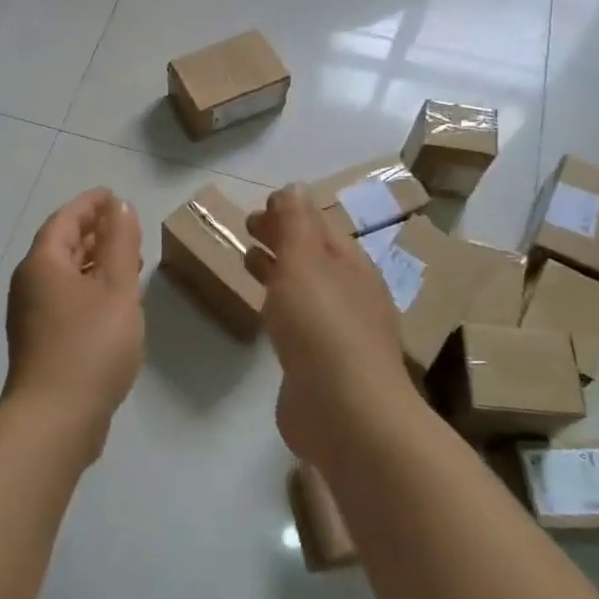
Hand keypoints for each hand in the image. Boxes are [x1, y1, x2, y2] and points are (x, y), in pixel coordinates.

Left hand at [4, 188, 144, 456]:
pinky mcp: (40, 341)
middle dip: (93, 232)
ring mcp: (30, 315)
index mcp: (43, 263)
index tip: (112, 195)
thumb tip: (118, 206)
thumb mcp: (116, 287)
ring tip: (126, 259)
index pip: (65, 220)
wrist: (55, 418)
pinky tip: (111, 301)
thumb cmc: (90, 345)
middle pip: (61, 246)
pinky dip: (88, 288)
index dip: (90, 204)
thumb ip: (120, 243)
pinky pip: (65, 298)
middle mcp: (29, 283)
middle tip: (123, 225)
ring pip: (64, 274)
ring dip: (93, 261)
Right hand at [244, 186, 412, 470]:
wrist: (345, 412)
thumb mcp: (305, 262)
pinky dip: (279, 306)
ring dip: (278, 270)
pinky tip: (264, 314)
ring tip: (248, 262)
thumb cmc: (322, 327)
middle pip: (313, 256)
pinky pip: (298, 323)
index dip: (290, 213)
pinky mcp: (322, 365)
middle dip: (282, 238)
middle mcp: (350, 294)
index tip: (257, 208)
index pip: (320, 227)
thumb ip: (296, 223)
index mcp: (351, 265)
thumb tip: (294, 186)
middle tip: (247, 228)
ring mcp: (338, 332)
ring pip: (305, 289)